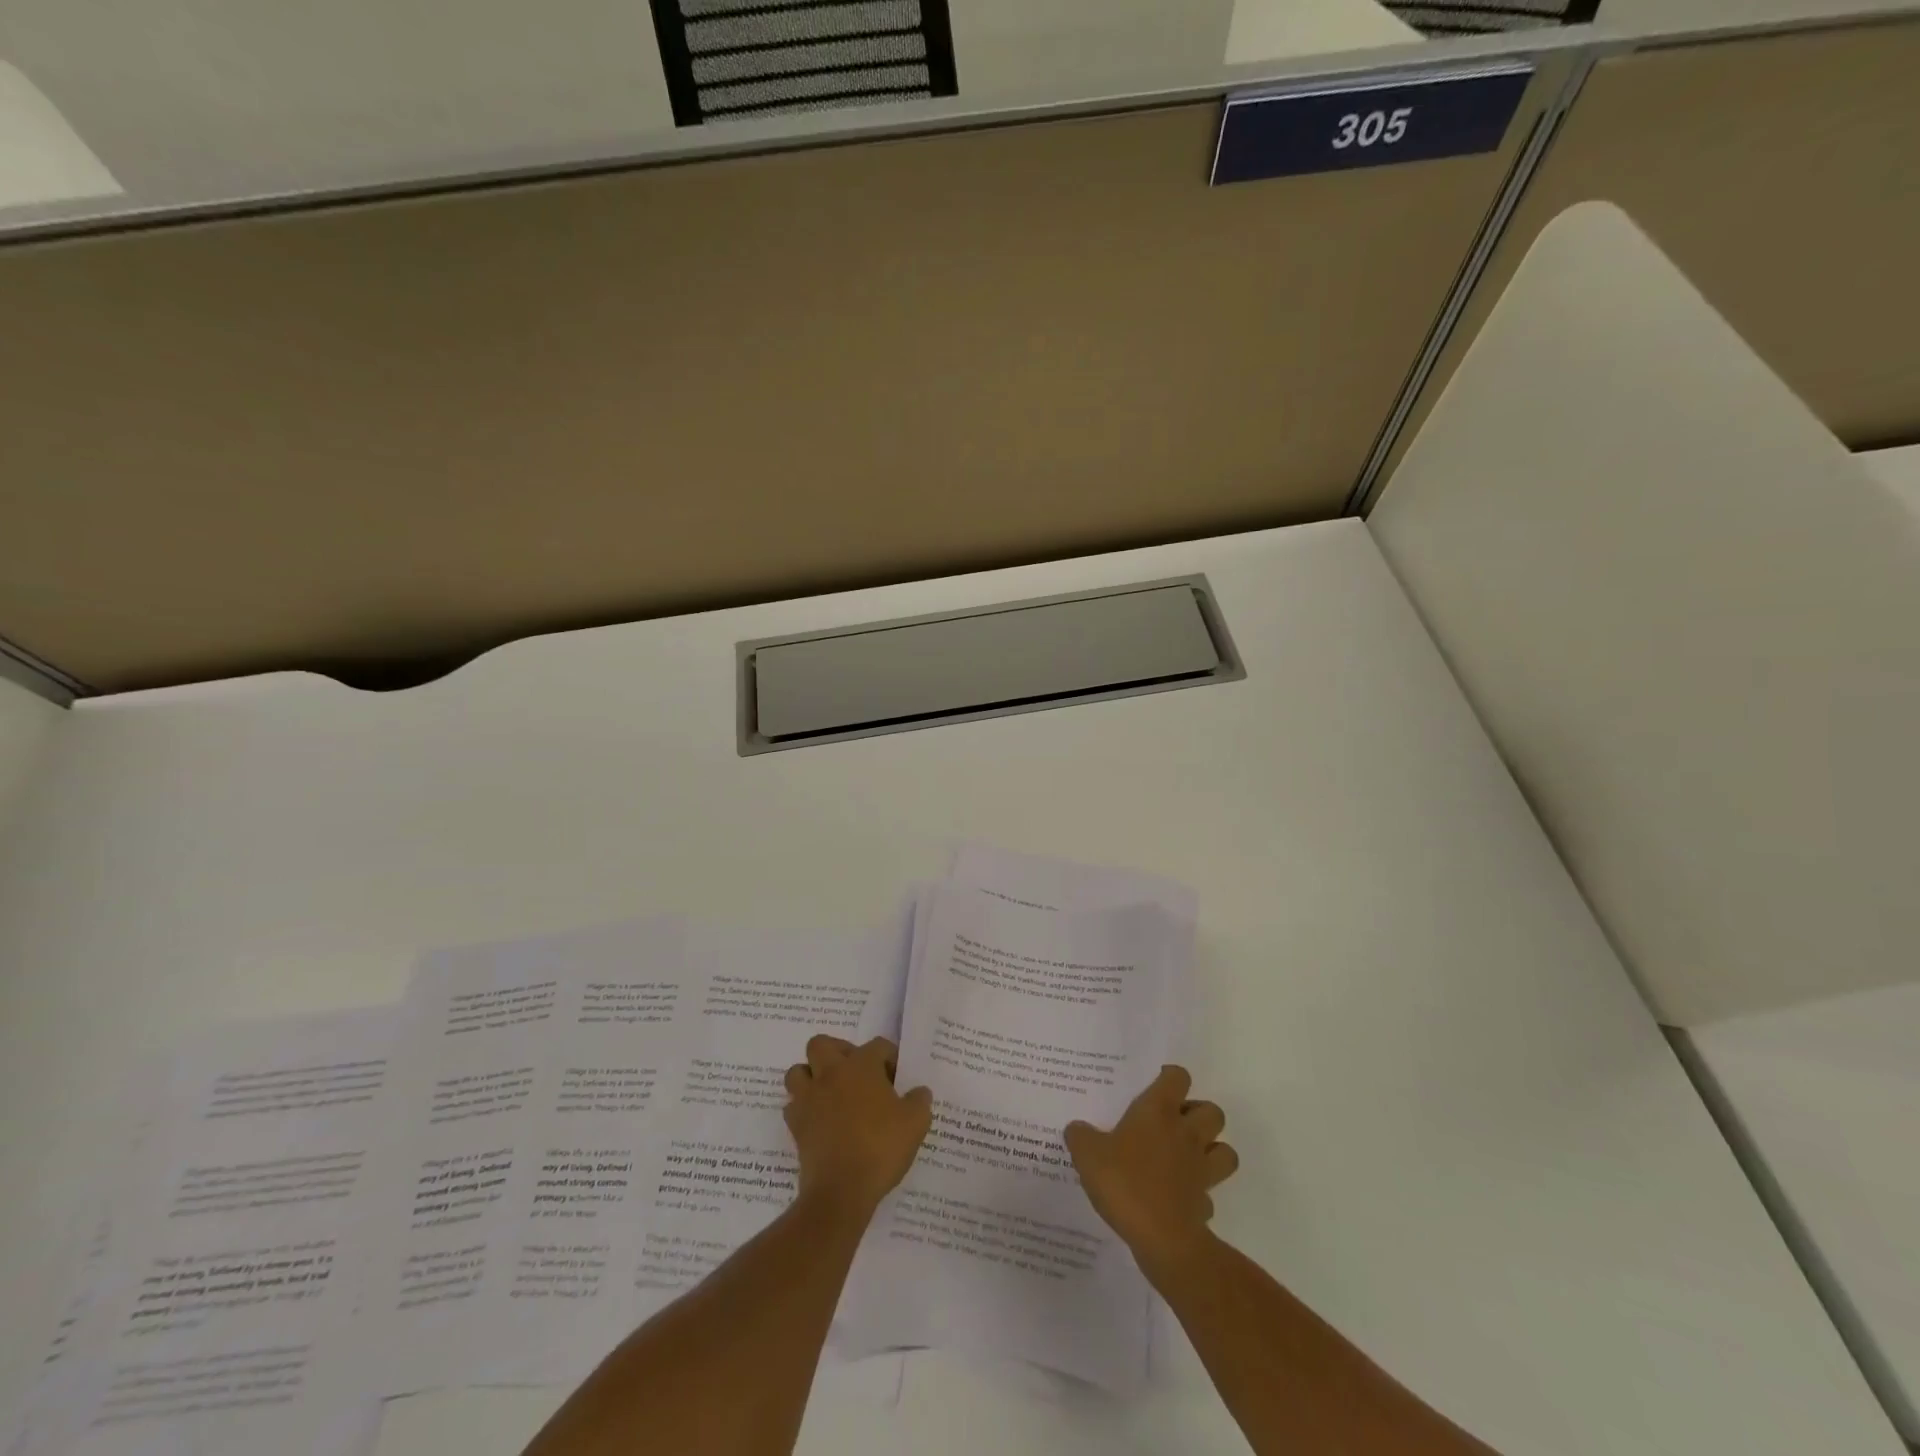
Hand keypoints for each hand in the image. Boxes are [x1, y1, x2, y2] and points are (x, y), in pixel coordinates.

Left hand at [784, 1035, 932, 1219]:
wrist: (841, 1190)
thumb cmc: (881, 1148)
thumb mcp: (916, 1123)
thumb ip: (919, 1100)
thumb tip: (919, 1092)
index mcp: (861, 1066)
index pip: (877, 1045)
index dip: (889, 1057)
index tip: (896, 1078)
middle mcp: (831, 1073)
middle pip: (822, 1044)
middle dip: (837, 1052)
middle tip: (854, 1074)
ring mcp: (809, 1098)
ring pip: (798, 1072)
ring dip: (811, 1077)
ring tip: (830, 1093)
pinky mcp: (796, 1125)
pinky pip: (793, 1106)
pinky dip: (803, 1109)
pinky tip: (819, 1121)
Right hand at [1065, 1065, 1238, 1272]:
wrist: (1161, 1238)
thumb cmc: (1124, 1182)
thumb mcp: (1087, 1154)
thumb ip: (1080, 1136)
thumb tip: (1077, 1129)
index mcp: (1159, 1111)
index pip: (1178, 1077)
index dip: (1170, 1078)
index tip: (1156, 1086)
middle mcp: (1186, 1134)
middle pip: (1212, 1111)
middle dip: (1199, 1115)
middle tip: (1174, 1124)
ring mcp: (1201, 1169)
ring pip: (1225, 1150)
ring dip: (1212, 1151)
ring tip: (1187, 1157)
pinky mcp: (1206, 1203)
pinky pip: (1210, 1193)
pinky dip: (1200, 1194)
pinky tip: (1180, 1198)